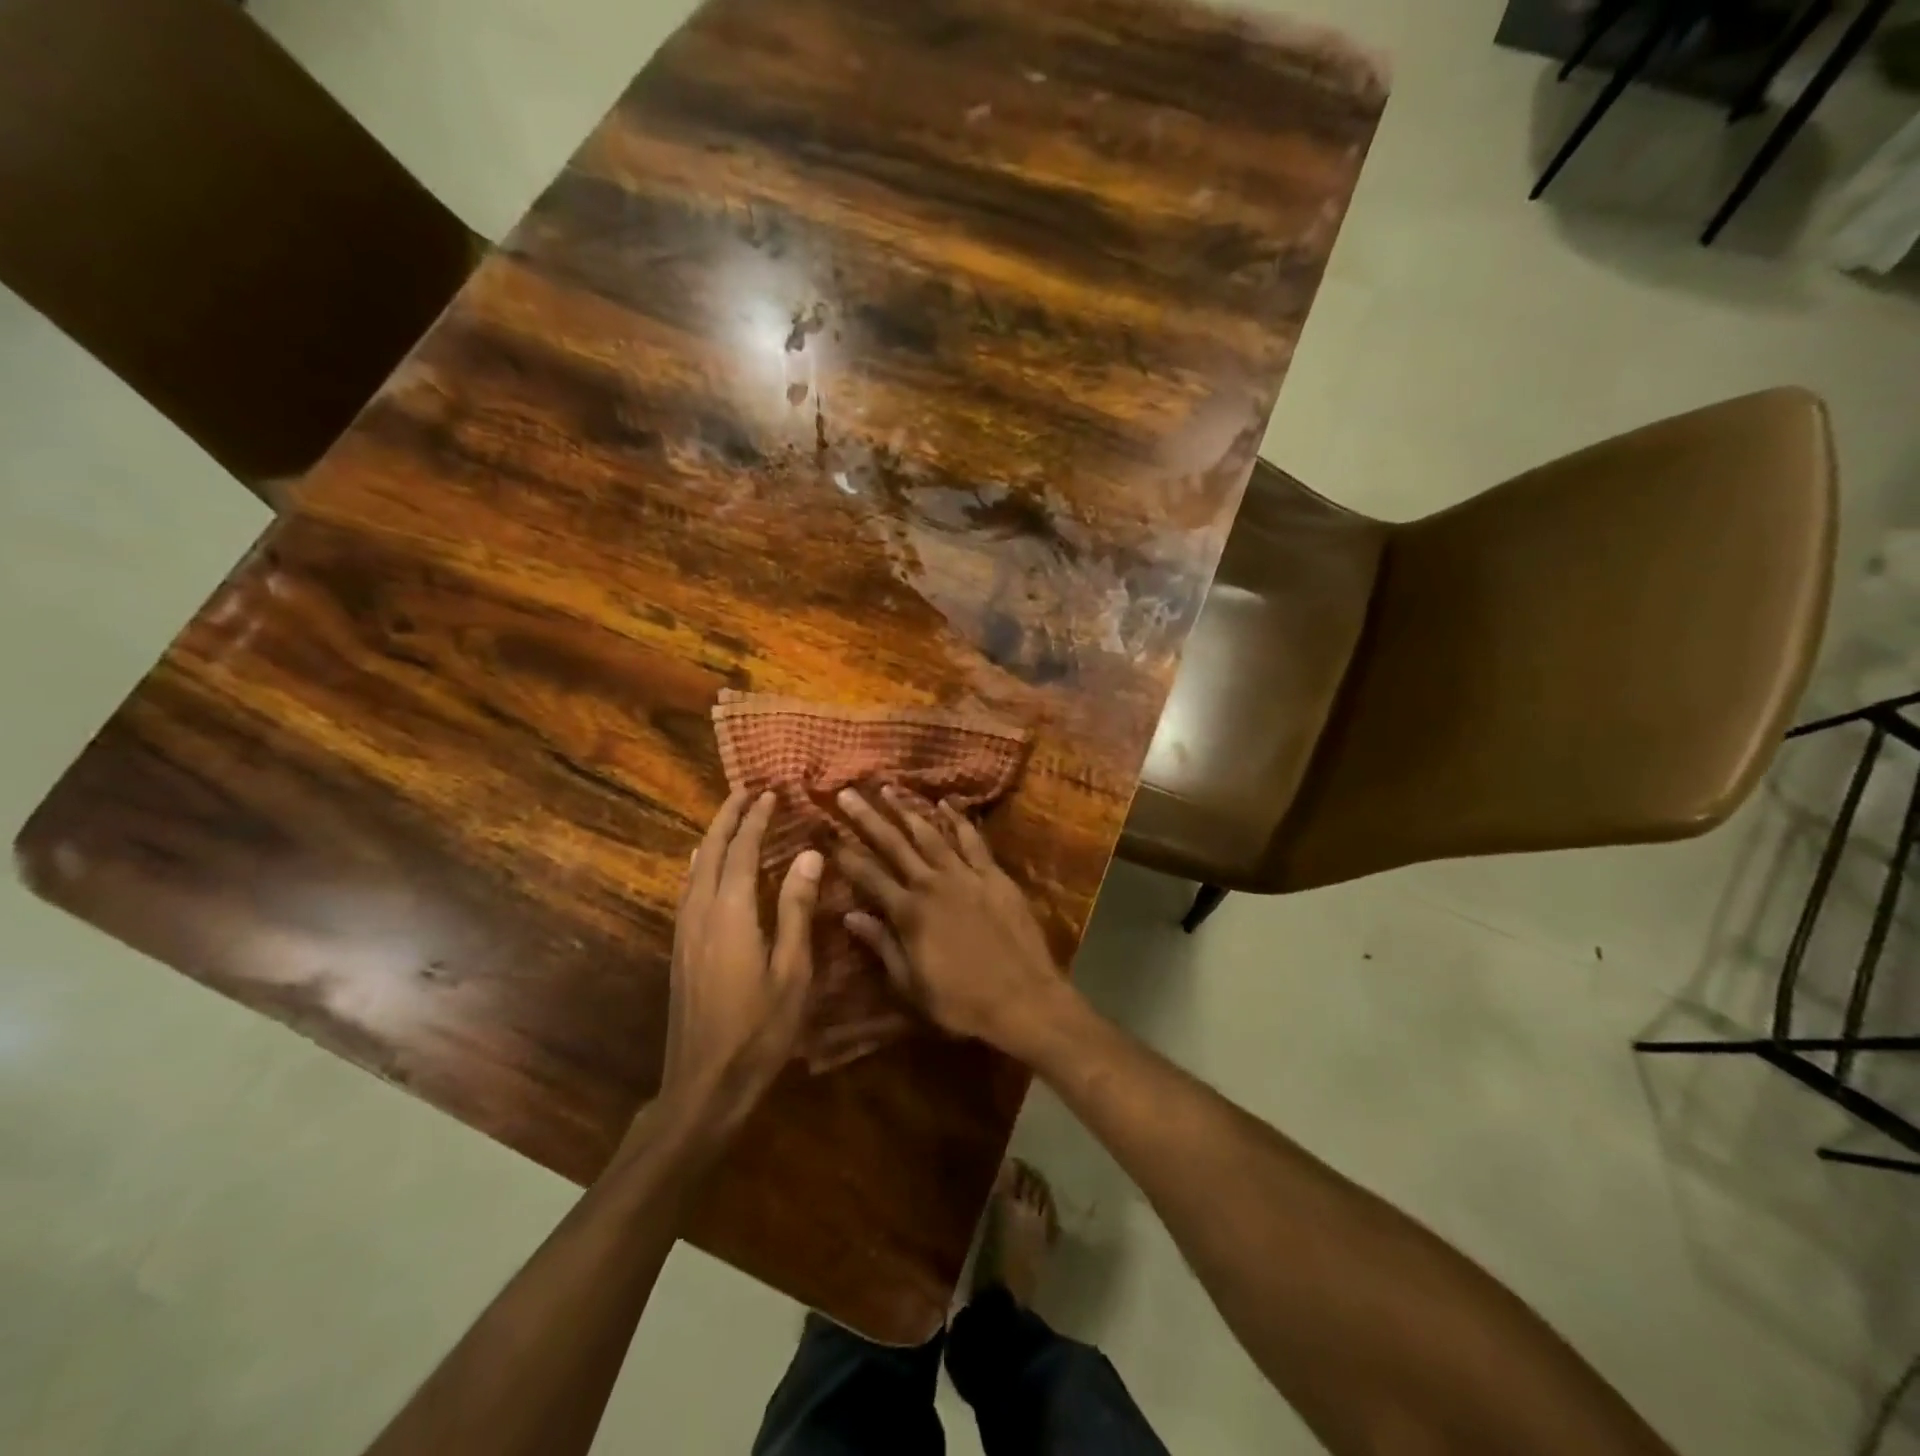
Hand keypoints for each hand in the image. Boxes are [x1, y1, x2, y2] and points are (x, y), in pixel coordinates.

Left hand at [655, 789, 820, 1137]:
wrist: (704, 1082)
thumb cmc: (760, 1028)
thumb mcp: (792, 969)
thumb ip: (796, 908)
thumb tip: (807, 854)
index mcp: (730, 912)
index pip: (741, 851)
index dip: (755, 820)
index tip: (769, 793)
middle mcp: (700, 912)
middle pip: (709, 851)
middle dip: (727, 818)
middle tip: (745, 792)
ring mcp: (685, 931)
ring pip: (694, 868)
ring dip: (712, 838)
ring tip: (731, 818)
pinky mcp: (680, 948)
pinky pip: (689, 888)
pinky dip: (702, 864)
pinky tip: (706, 866)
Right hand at [832, 787, 1074, 1061]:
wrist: (1023, 999)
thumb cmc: (961, 1002)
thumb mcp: (911, 985)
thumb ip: (882, 945)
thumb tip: (850, 915)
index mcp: (909, 913)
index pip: (869, 876)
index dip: (845, 854)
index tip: (827, 833)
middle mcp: (932, 885)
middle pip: (894, 845)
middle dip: (868, 818)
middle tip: (846, 794)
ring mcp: (966, 876)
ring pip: (931, 834)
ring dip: (907, 810)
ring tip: (887, 789)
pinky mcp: (994, 875)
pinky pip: (973, 840)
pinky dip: (958, 820)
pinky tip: (946, 804)